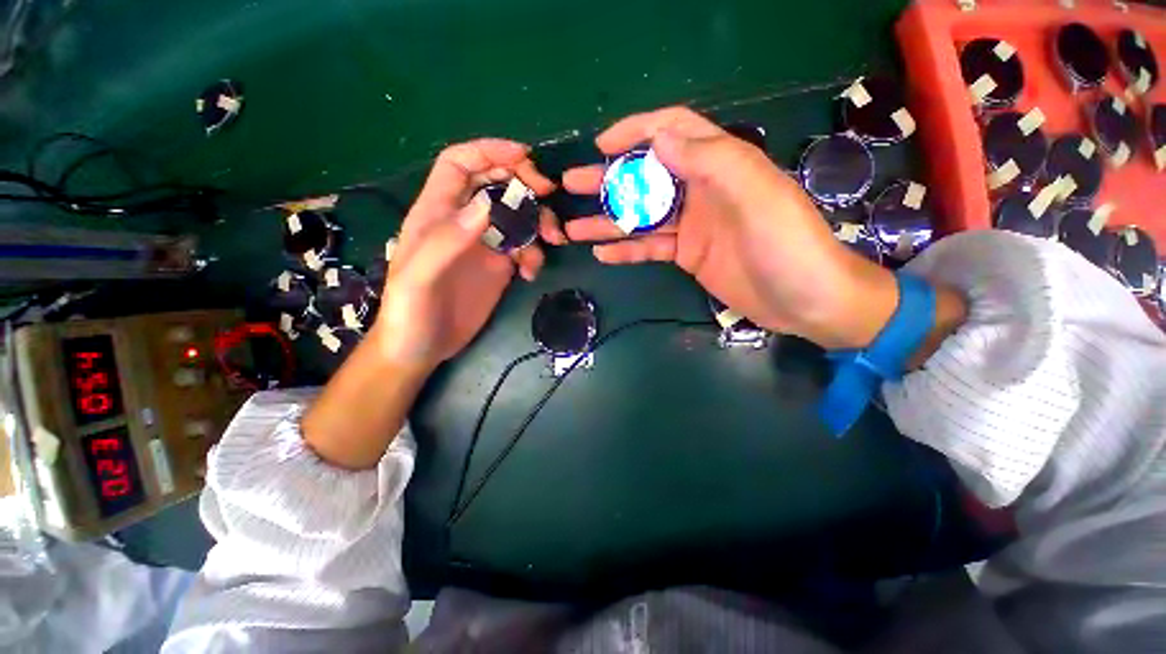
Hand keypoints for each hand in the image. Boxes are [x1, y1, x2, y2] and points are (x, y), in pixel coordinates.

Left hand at [371, 139, 557, 369]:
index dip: (489, 151)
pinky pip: (525, 249)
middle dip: (524, 183)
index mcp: (437, 213)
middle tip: (548, 195)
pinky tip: (532, 274)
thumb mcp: (419, 278)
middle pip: (496, 184)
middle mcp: (463, 222)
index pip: (460, 164)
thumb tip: (488, 205)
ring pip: (517, 216)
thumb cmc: (409, 313)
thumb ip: (447, 240)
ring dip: (539, 221)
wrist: (422, 348)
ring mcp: (484, 245)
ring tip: (553, 240)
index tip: (524, 157)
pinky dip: (535, 255)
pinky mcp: (499, 267)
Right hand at [561, 107, 900, 349]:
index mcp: (720, 164)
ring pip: (642, 216)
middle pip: (647, 176)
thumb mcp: (757, 194)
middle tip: (572, 184)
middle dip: (608, 178)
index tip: (602, 145)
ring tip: (573, 228)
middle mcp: (701, 190)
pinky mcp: (688, 255)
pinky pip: (650, 248)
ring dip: (608, 220)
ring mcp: (692, 225)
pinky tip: (602, 253)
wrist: (806, 301)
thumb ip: (711, 161)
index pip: (673, 131)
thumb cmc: (787, 245)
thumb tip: (661, 140)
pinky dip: (627, 250)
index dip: (636, 132)